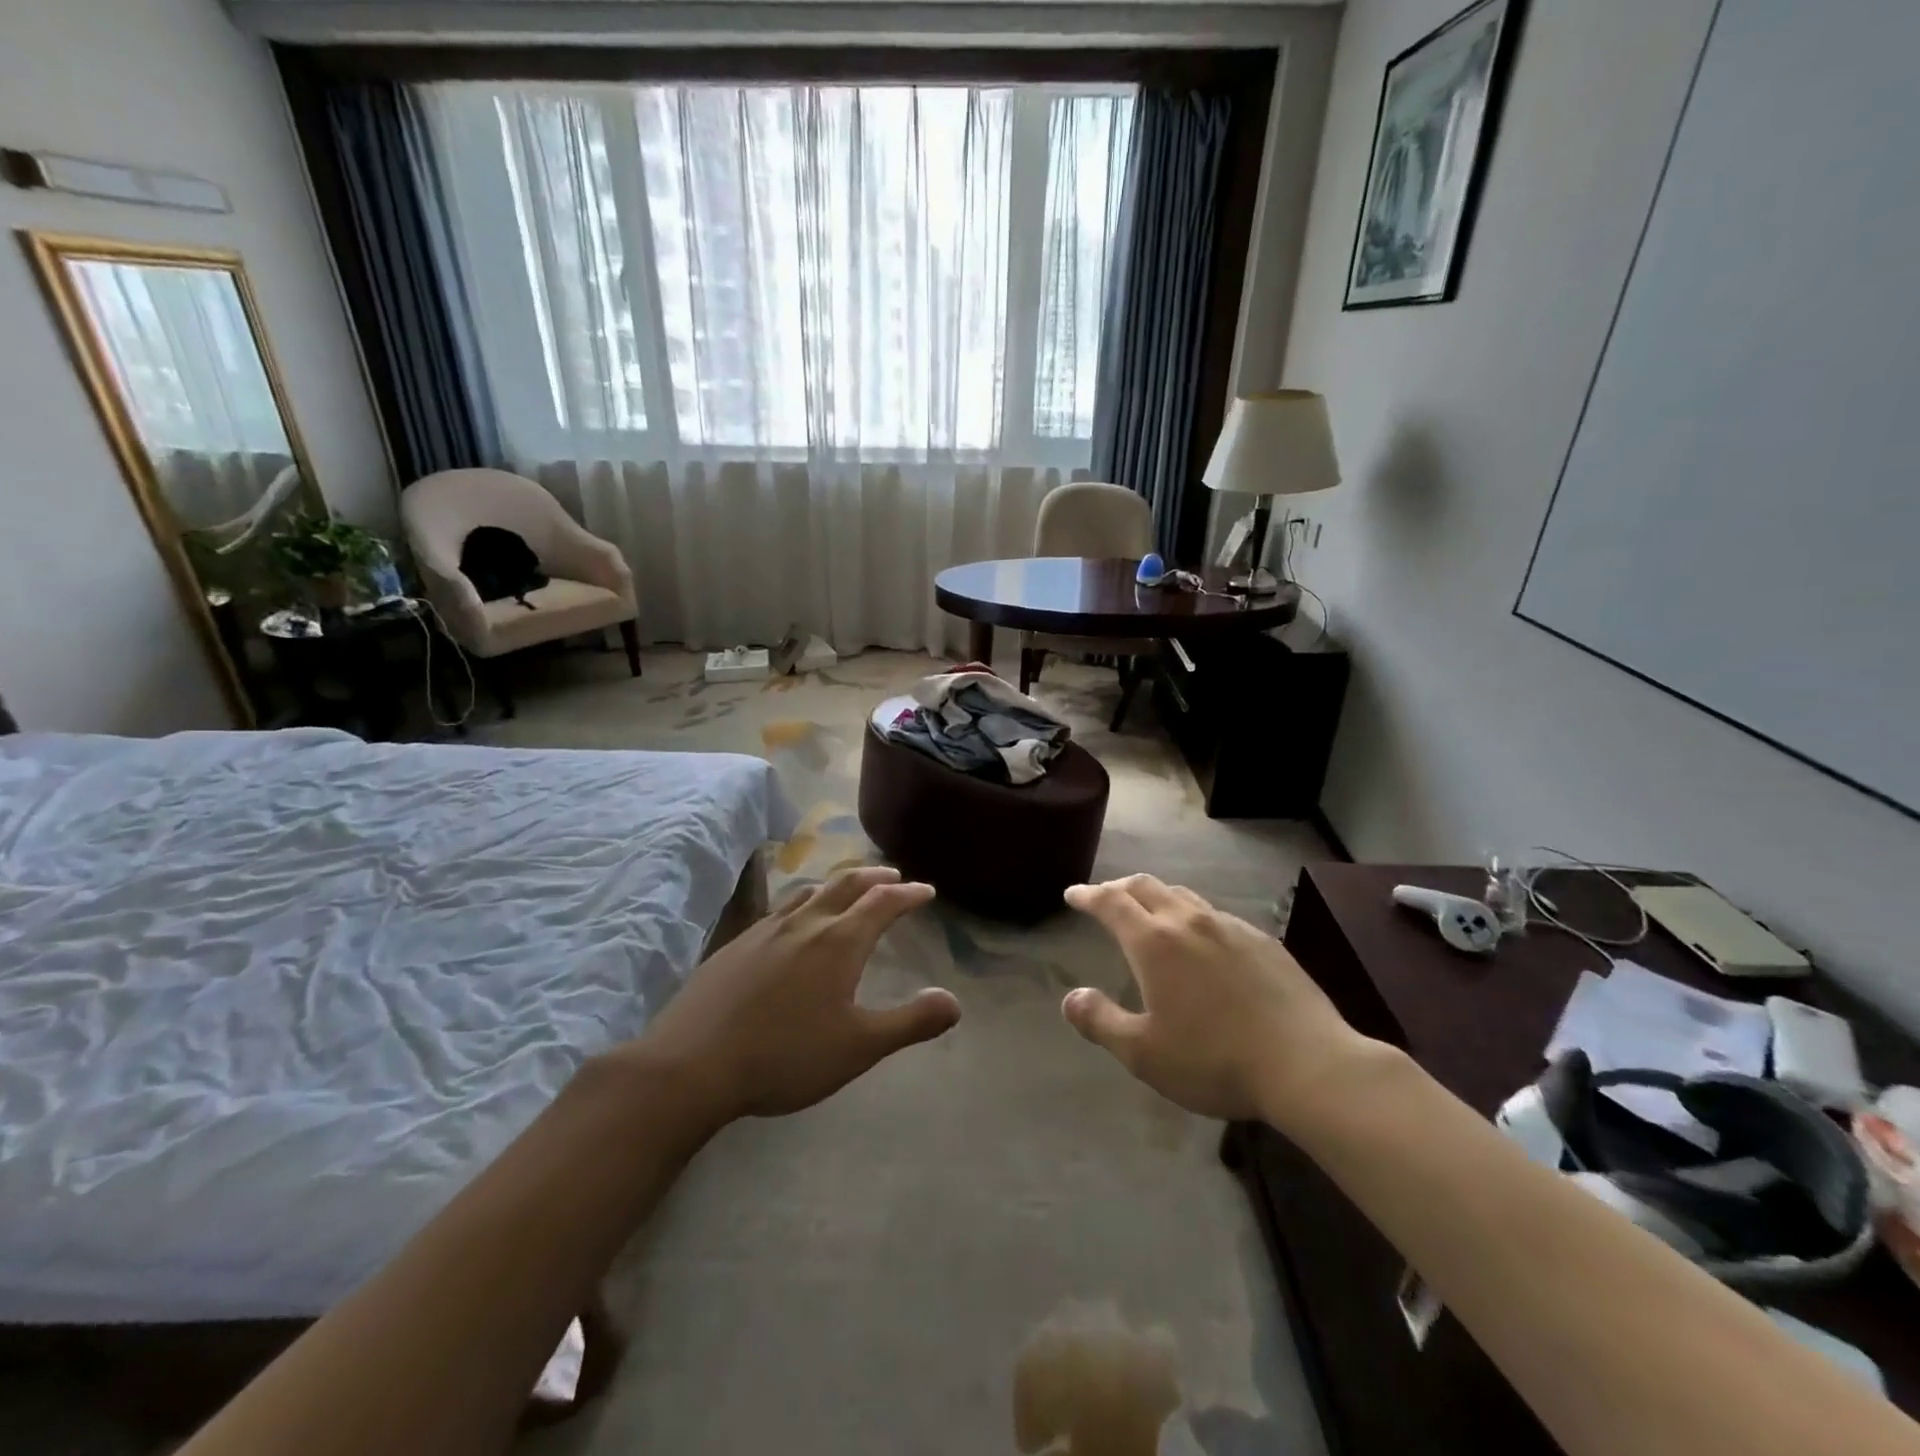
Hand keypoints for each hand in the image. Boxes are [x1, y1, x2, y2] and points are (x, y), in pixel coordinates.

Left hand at [631, 866, 960, 1121]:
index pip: (883, 903)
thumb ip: (910, 1022)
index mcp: (839, 941)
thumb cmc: (785, 1055)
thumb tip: (954, 1001)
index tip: (927, 891)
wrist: (691, 1064)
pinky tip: (792, 926)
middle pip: (846, 884)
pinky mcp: (735, 945)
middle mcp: (804, 923)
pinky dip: (802, 904)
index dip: (909, 894)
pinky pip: (779, 910)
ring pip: (808, 892)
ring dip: (837, 885)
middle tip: (894, 878)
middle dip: (875, 878)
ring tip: (847, 891)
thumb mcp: (859, 1047)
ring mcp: (764, 930)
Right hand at [1061, 875, 1382, 1126]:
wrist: (1308, 1064)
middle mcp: (1190, 922)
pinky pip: (1215, 914)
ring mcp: (1230, 927)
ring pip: (1183, 896)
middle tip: (1103, 896)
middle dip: (1118, 887)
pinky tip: (1201, 939)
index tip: (1073, 894)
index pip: (1111, 903)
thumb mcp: (1143, 1053)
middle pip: (1146, 887)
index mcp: (1155, 943)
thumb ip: (1100, 1021)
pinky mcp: (1263, 941)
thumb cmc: (1215, 1060)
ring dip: (1156, 896)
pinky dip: (1192, 914)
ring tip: (1149, 911)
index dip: (1088, 895)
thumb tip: (1071, 998)